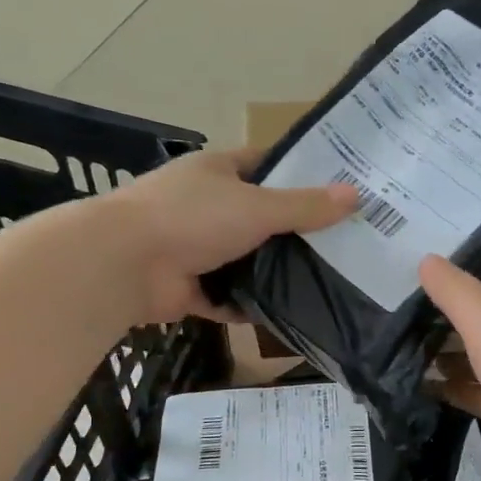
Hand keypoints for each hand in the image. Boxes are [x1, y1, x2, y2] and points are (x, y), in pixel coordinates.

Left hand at [99, 147, 357, 324]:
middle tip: (340, 245)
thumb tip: (356, 196)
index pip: (265, 165)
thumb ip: (305, 206)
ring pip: (243, 259)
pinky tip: (283, 315)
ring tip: (321, 282)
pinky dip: (246, 306)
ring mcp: (193, 247)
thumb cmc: (192, 218)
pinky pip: (225, 297)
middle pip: (258, 216)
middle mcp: (205, 205)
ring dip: (270, 272)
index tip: (337, 191)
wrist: (124, 263)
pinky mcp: (186, 286)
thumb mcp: (258, 207)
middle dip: (292, 231)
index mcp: (217, 172)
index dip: (299, 174)